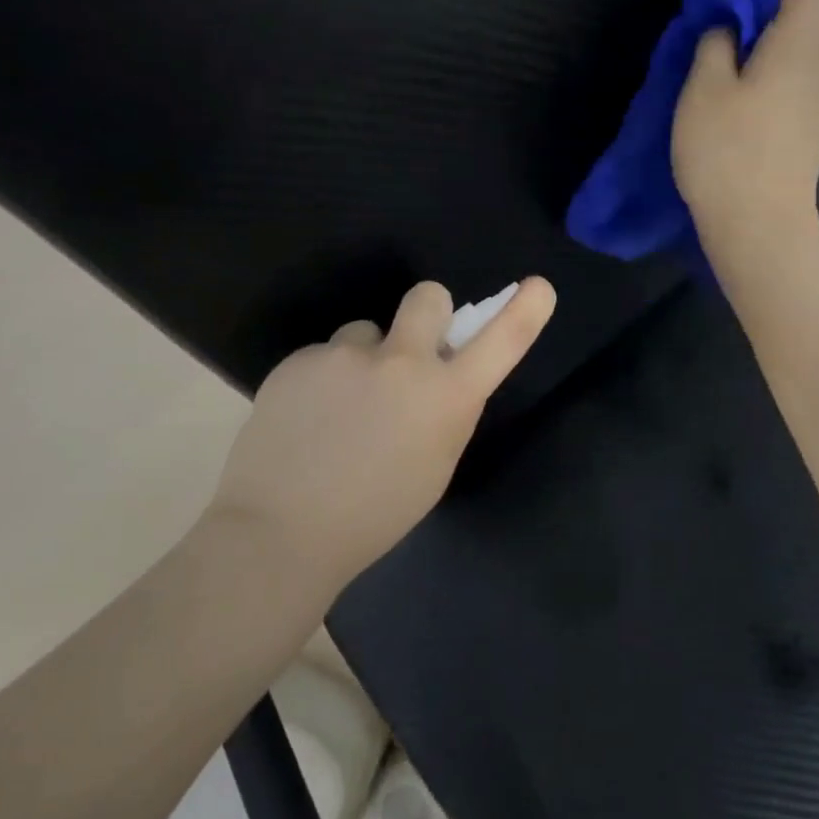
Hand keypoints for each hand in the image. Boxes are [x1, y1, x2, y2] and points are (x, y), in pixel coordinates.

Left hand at [211, 277, 556, 590]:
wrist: (279, 532)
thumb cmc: (374, 515)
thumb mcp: (435, 466)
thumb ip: (445, 412)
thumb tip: (439, 379)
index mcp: (445, 397)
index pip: (500, 342)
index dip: (524, 311)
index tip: (539, 286)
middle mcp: (402, 362)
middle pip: (428, 296)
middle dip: (428, 312)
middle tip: (408, 350)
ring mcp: (346, 355)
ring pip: (365, 332)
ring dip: (363, 359)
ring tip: (338, 409)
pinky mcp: (300, 359)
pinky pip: (324, 356)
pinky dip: (322, 380)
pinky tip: (304, 420)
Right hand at [672, 0, 818, 264]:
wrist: (760, 227)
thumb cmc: (728, 153)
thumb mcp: (704, 88)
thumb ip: (716, 41)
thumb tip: (729, 25)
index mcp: (802, 40)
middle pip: (809, 1)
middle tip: (719, 1)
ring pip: (801, 37)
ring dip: (765, 26)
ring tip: (720, 39)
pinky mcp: (807, 121)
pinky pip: (795, 68)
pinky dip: (769, 56)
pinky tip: (734, 79)